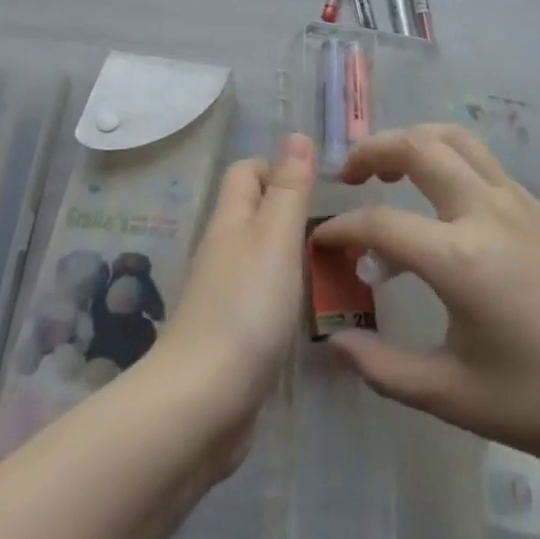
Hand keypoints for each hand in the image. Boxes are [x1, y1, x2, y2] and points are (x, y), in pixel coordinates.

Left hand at [150, 132, 314, 472]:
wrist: (202, 403)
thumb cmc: (246, 308)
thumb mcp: (276, 238)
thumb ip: (289, 189)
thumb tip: (297, 135)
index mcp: (230, 221)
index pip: (247, 172)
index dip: (279, 167)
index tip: (320, 187)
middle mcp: (222, 251)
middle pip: (253, 212)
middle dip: (290, 211)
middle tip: (337, 229)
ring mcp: (223, 295)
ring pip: (259, 256)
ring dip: (290, 254)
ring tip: (334, 267)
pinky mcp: (230, 336)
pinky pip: (260, 297)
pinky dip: (284, 293)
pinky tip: (308, 311)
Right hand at [311, 124, 539, 478]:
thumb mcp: (454, 396)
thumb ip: (385, 368)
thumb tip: (336, 346)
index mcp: (461, 259)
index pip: (380, 223)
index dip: (342, 230)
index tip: (321, 242)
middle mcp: (487, 212)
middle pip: (418, 146)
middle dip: (373, 150)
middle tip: (349, 175)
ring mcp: (519, 202)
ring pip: (455, 139)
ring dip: (414, 141)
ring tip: (390, 169)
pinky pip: (482, 163)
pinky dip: (447, 160)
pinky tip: (441, 204)